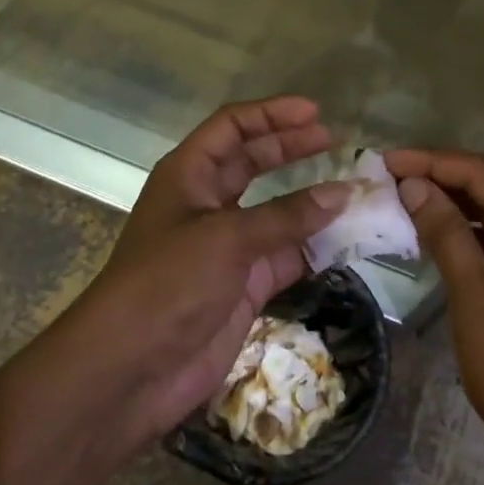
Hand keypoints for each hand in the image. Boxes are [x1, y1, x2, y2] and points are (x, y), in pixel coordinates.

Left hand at [53, 97, 349, 456]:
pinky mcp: (243, 285)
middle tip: (337, 143)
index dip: (271, 114)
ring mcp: (226, 246)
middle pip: (253, 162)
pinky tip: (347, 240)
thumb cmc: (167, 284)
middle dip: (292, 149)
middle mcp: (207, 204)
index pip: (232, 128)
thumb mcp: (226, 238)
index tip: (315, 113)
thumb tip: (344, 192)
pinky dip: (314, 247)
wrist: (129, 371)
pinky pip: (286, 255)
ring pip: (275, 211)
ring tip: (354, 191)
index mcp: (188, 175)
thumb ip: (287, 216)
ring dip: (311, 201)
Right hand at [385, 149, 483, 484]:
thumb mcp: (474, 295)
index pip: (481, 172)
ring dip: (454, 205)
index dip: (429, 162)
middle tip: (386, 178)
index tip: (382, 159)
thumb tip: (414, 184)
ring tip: (403, 200)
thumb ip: (444, 231)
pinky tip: (439, 233)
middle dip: (440, 179)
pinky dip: (474, 233)